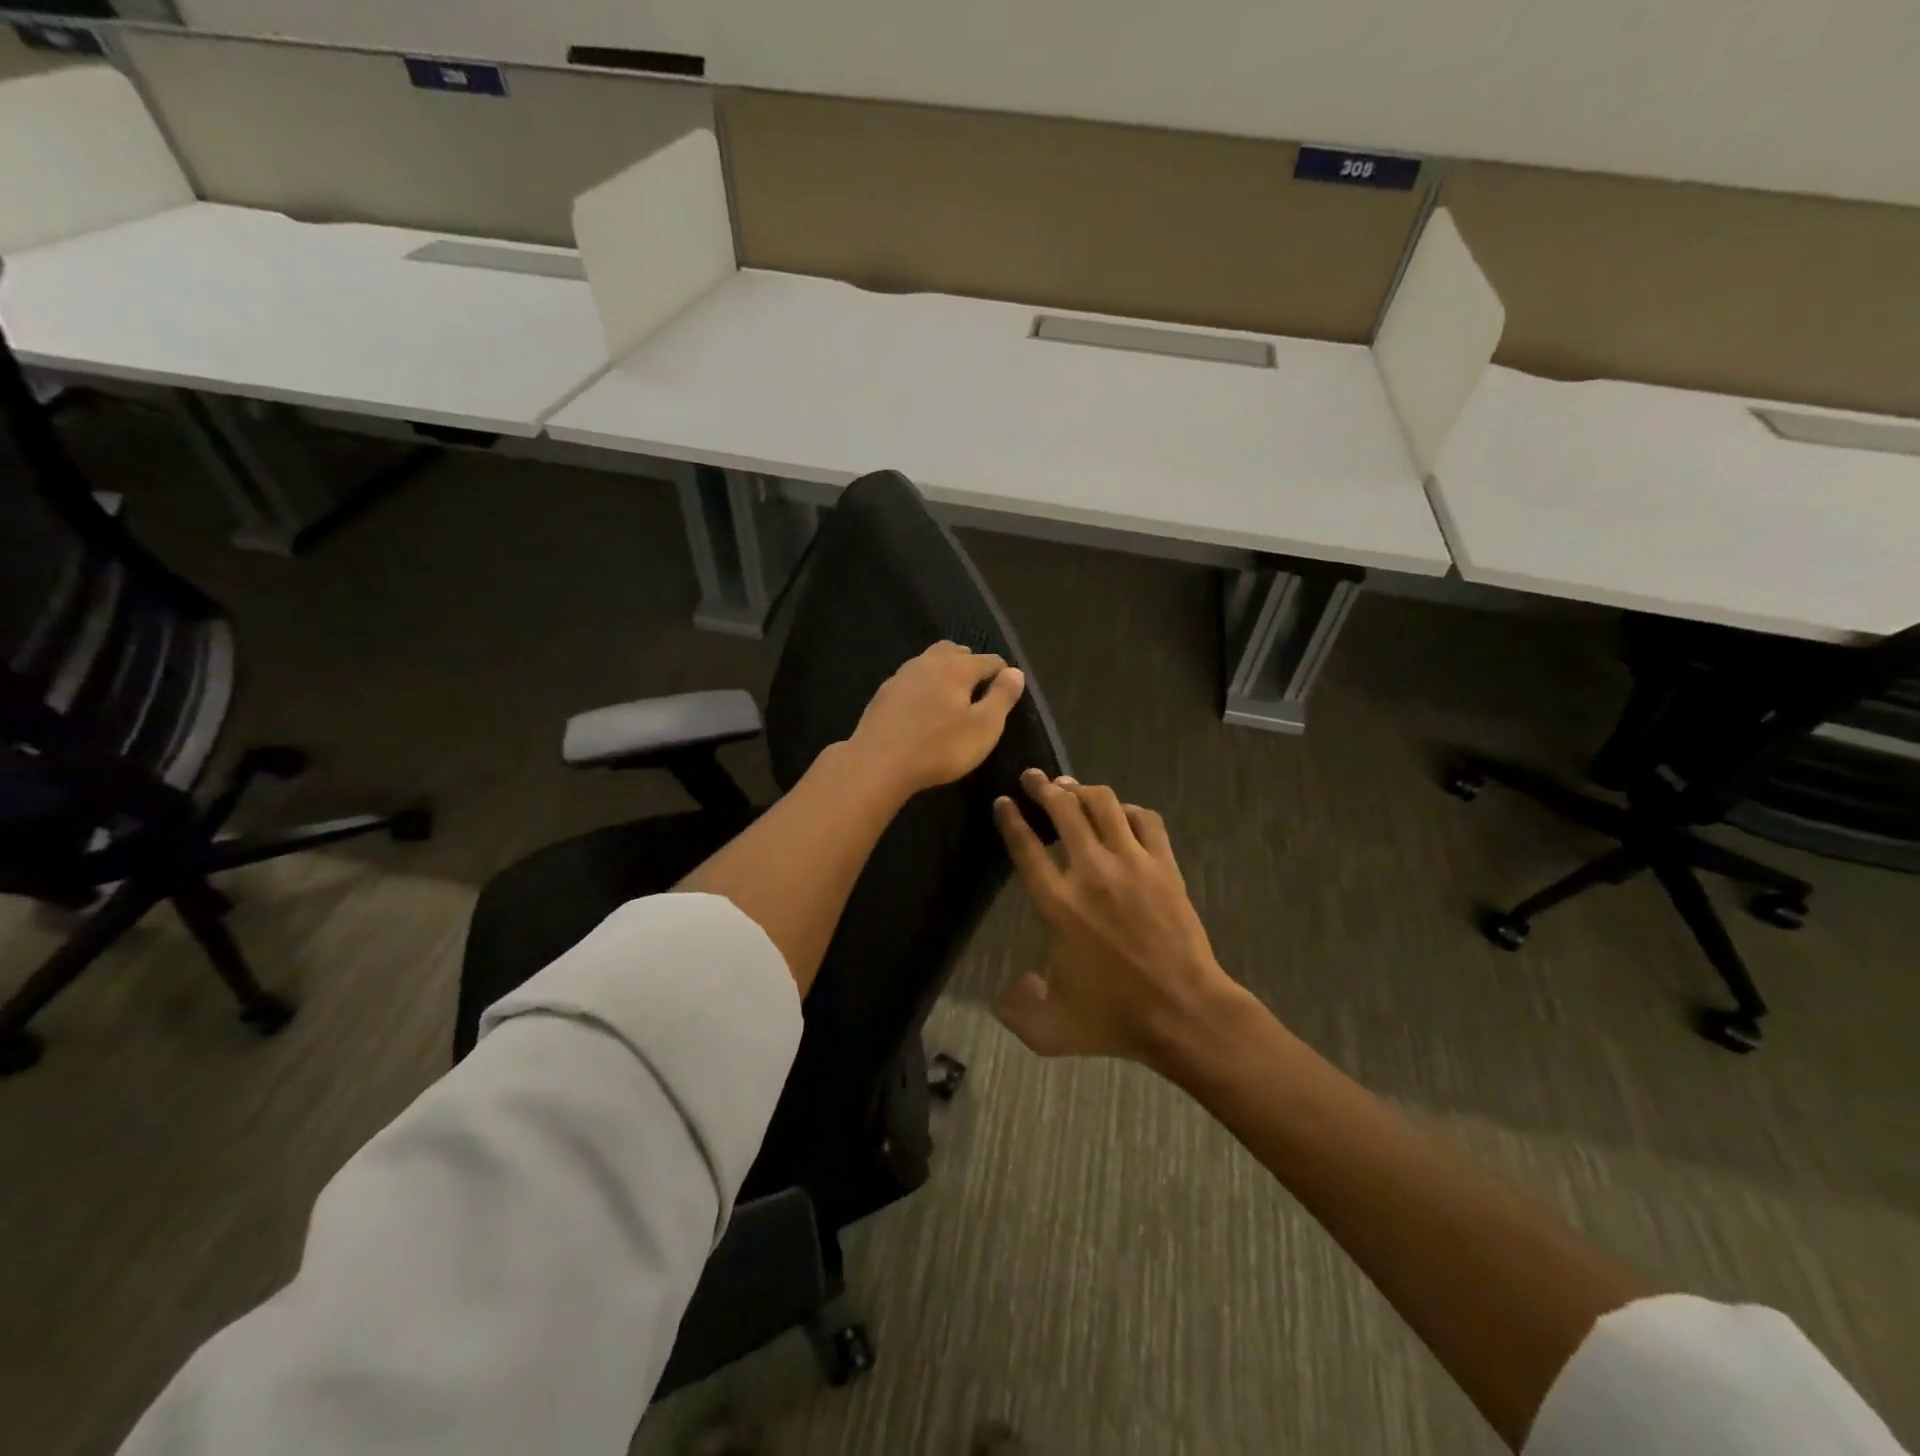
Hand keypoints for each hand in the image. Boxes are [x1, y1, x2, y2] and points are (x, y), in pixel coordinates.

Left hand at [844, 641, 1026, 796]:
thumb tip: (1015, 672)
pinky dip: (923, 686)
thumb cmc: (939, 747)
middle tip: (979, 690)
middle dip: (970, 664)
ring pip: (930, 662)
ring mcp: (902, 675)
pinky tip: (923, 707)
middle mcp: (929, 662)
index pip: (990, 661)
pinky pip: (911, 680)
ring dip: (944, 672)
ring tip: (952, 696)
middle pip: (955, 652)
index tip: (1008, 693)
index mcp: (957, 667)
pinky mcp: (884, 693)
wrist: (878, 763)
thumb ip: (1002, 697)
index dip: (1003, 674)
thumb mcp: (984, 727)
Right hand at [993, 770, 1249, 1071]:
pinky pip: (1146, 820)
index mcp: (1058, 904)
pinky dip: (1129, 810)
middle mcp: (1091, 873)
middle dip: (1044, 787)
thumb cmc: (1114, 1019)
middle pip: (1064, 810)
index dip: (1011, 819)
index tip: (1003, 801)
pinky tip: (1121, 814)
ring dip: (1083, 790)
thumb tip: (1011, 988)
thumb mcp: (1050, 1030)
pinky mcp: (1164, 866)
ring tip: (1071, 787)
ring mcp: (1132, 865)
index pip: (1026, 847)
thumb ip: (1017, 1009)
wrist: (1184, 1013)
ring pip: (1104, 805)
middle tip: (1034, 777)